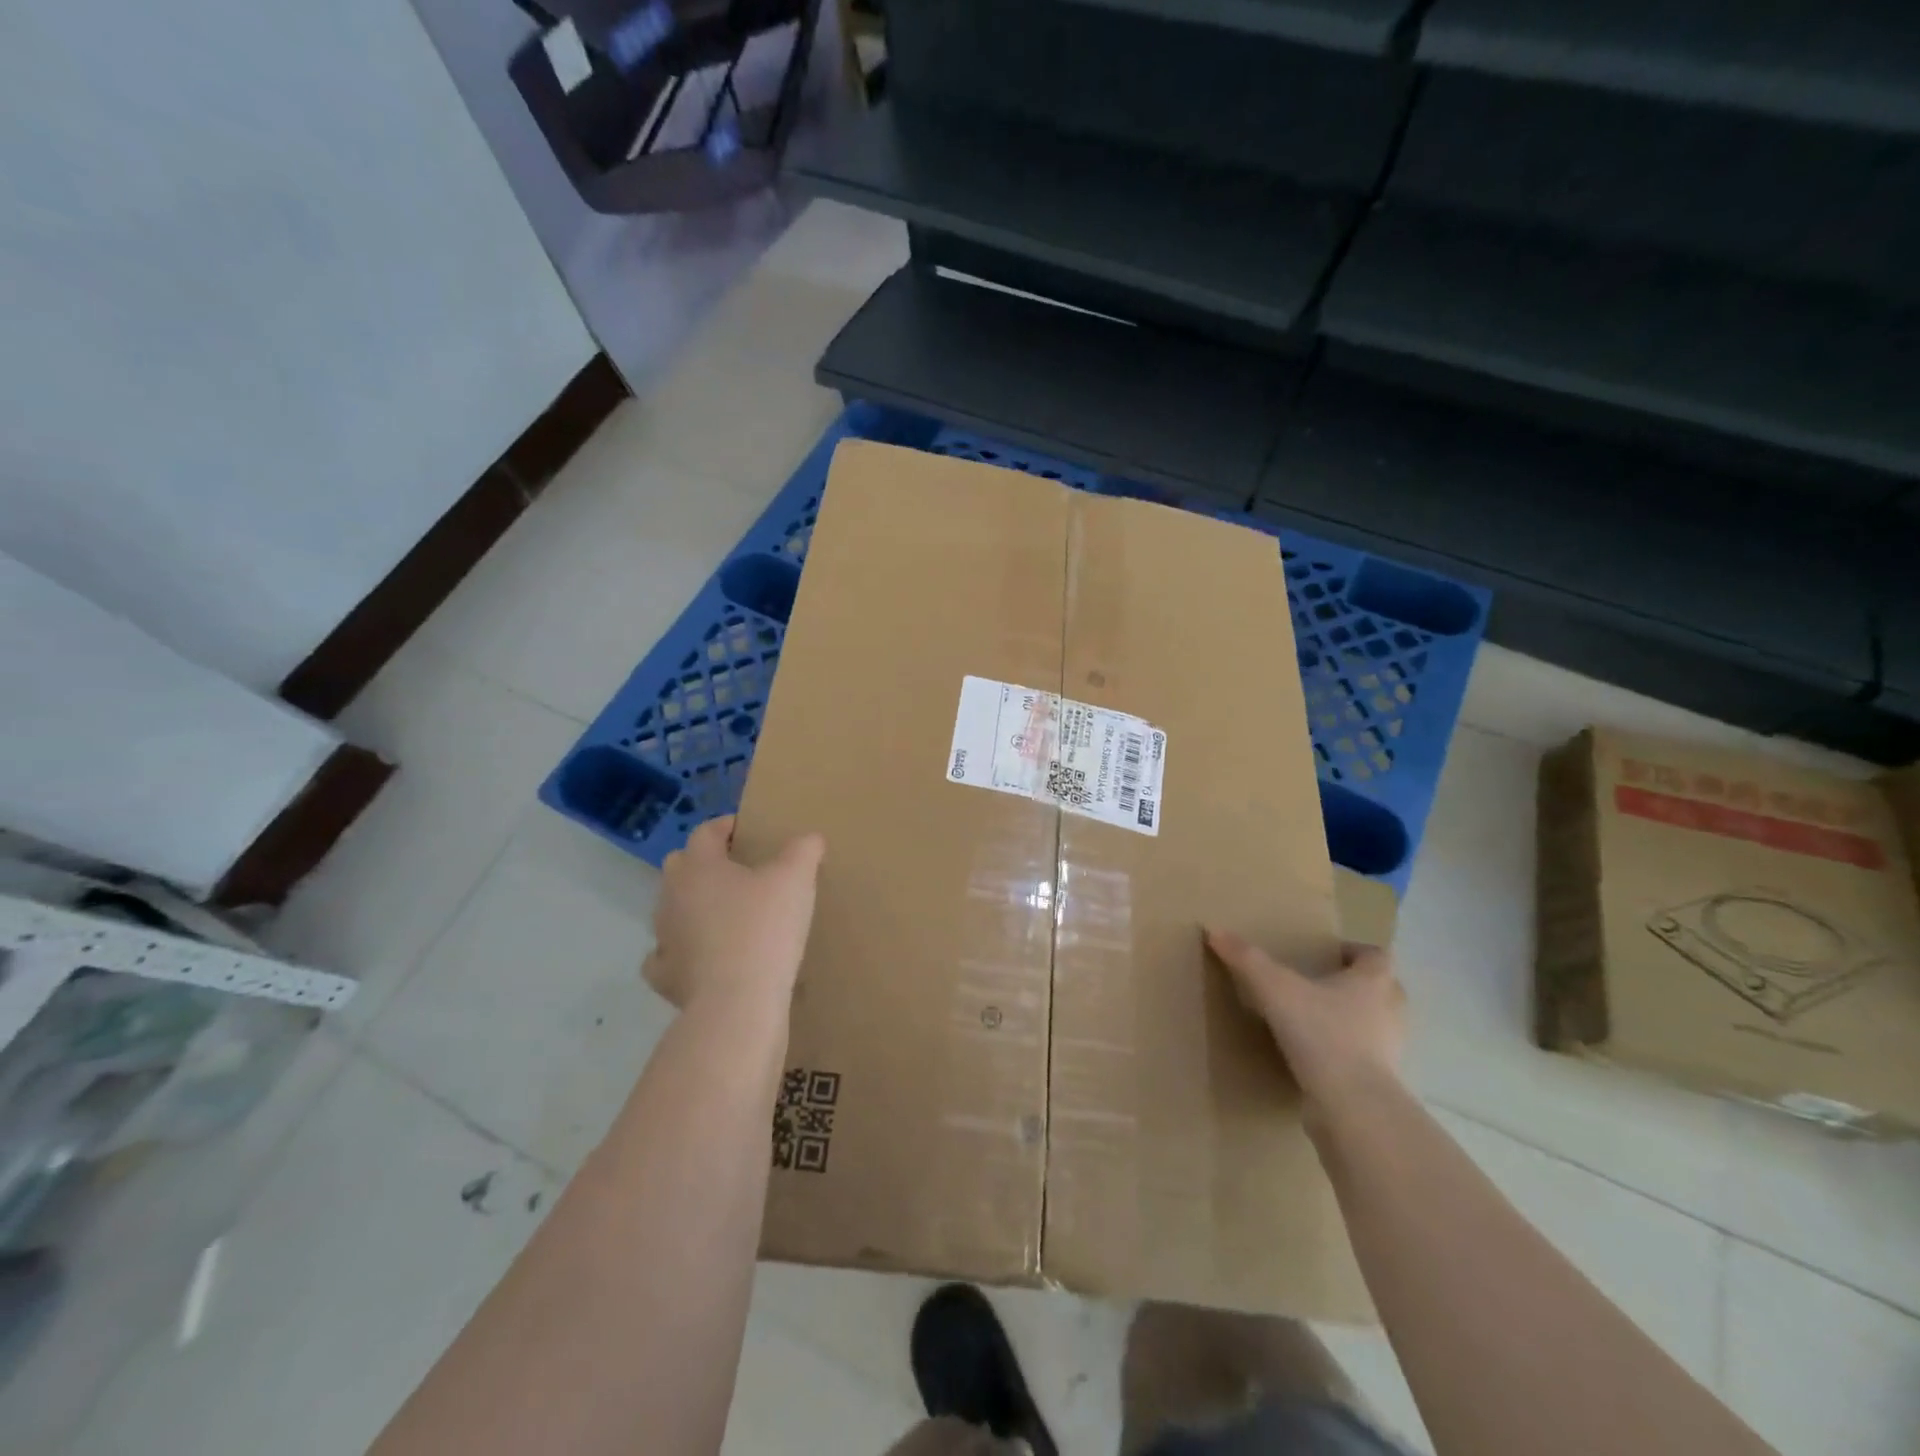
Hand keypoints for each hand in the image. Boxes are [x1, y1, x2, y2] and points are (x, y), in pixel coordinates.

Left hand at [643, 817, 824, 1012]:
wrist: (737, 1002)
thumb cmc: (765, 928)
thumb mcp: (796, 879)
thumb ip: (803, 850)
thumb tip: (809, 838)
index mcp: (700, 866)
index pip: (706, 832)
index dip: (727, 826)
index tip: (747, 830)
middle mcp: (672, 895)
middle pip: (680, 866)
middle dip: (703, 862)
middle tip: (736, 870)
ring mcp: (664, 937)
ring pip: (672, 909)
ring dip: (693, 906)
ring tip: (725, 914)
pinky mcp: (665, 976)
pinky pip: (667, 955)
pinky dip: (683, 951)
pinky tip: (703, 956)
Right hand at [1205, 930, 1404, 1117]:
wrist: (1351, 1106)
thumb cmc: (1322, 1034)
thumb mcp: (1275, 989)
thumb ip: (1247, 959)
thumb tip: (1214, 930)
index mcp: (1373, 983)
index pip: (1377, 956)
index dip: (1356, 951)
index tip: (1329, 954)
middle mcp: (1390, 1012)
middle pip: (1384, 990)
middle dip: (1358, 985)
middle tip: (1323, 984)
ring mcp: (1389, 1051)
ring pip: (1376, 1026)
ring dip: (1354, 1021)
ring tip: (1317, 1020)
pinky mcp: (1379, 1084)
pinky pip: (1365, 1060)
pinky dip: (1346, 1055)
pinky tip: (1316, 1058)